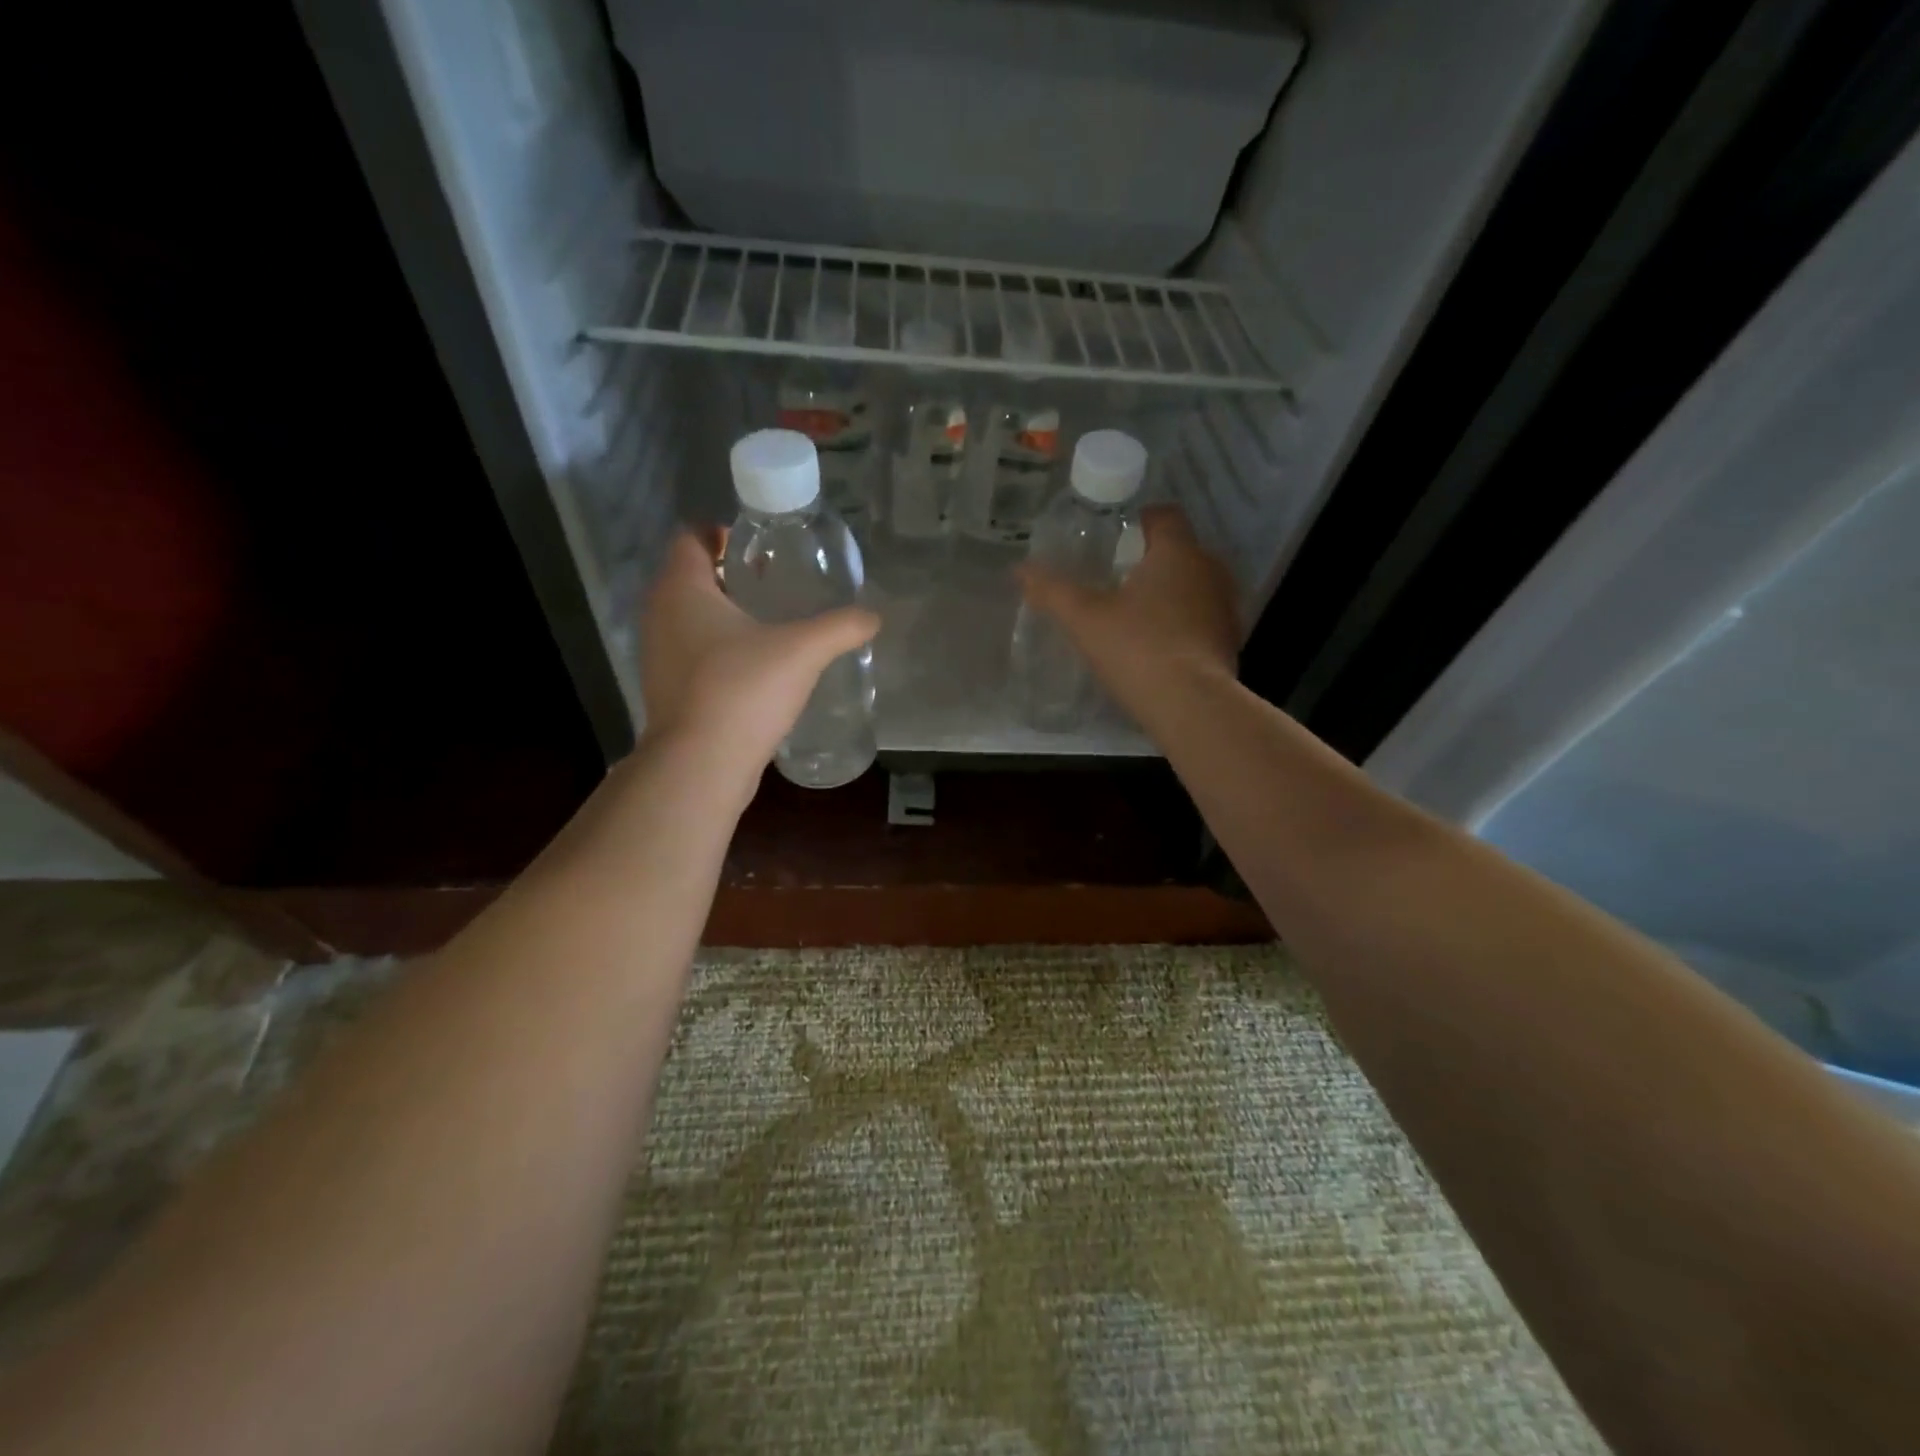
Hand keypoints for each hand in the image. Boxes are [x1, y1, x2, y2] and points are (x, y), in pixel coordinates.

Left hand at [639, 531, 878, 794]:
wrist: (700, 766)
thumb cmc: (743, 691)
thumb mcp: (803, 651)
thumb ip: (841, 627)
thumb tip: (873, 617)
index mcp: (681, 588)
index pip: (691, 536)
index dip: (723, 533)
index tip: (762, 548)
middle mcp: (659, 613)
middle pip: (690, 575)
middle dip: (729, 573)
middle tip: (775, 581)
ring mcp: (657, 654)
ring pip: (689, 616)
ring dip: (723, 613)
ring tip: (770, 623)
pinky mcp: (666, 688)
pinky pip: (692, 651)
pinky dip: (717, 647)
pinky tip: (755, 666)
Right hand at [1016, 506, 1238, 707]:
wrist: (1190, 705)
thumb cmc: (1137, 649)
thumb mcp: (1084, 619)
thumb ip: (1052, 590)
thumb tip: (1019, 569)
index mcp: (1177, 553)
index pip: (1165, 515)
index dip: (1141, 521)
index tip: (1116, 539)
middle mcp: (1210, 570)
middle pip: (1180, 551)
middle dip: (1152, 560)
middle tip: (1117, 578)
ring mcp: (1225, 607)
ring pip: (1195, 586)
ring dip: (1170, 593)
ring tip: (1136, 614)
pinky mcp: (1230, 640)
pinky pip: (1203, 618)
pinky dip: (1183, 623)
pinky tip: (1159, 646)